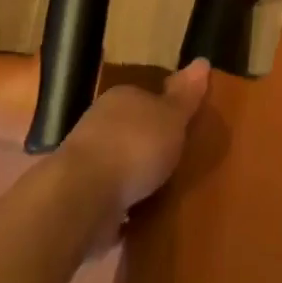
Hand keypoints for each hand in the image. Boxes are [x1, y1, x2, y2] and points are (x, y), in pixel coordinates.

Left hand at [64, 60, 210, 218]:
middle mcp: (99, 125)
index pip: (145, 97)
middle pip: (130, 131)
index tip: (182, 126)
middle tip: (177, 161)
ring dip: (134, 180)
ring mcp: (85, 164)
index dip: (164, 110)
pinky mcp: (79, 200)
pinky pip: (109, 201)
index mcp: (121, 99)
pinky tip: (140, 221)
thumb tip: (202, 61)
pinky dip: (122, 210)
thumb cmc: (134, 146)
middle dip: (148, 146)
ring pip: (118, 166)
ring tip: (163, 194)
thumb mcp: (172, 116)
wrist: (82, 198)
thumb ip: (186, 94)